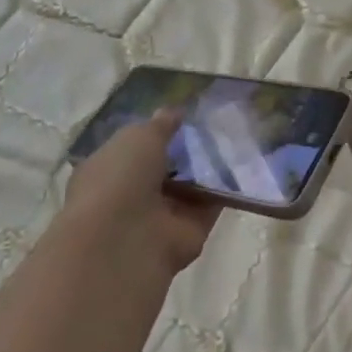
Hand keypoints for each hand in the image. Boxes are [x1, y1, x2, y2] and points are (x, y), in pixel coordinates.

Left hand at [58, 112, 220, 276]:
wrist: (126, 239)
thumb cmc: (120, 178)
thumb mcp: (138, 137)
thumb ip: (160, 125)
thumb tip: (173, 111)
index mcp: (108, 169)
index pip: (133, 148)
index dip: (156, 132)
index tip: (183, 116)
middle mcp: (132, 194)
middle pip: (165, 168)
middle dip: (187, 150)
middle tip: (216, 124)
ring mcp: (161, 216)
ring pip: (190, 187)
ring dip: (209, 169)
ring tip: (236, 139)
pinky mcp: (189, 231)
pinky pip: (210, 205)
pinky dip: (225, 190)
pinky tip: (243, 165)